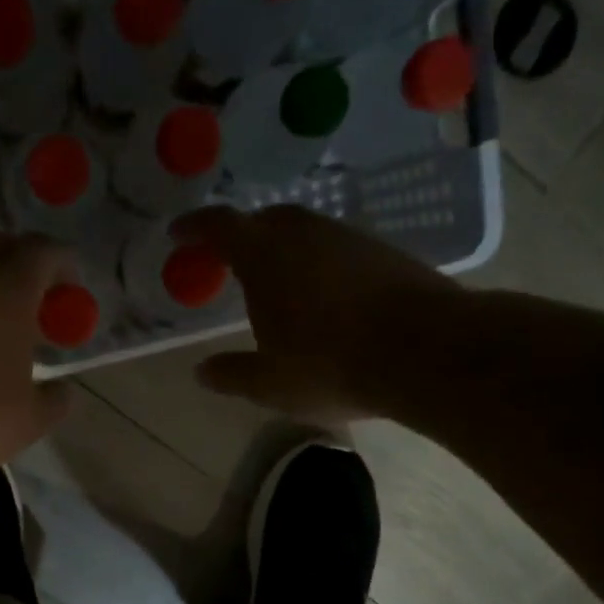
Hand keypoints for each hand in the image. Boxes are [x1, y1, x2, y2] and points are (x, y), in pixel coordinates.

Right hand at [174, 205, 466, 421]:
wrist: (425, 352)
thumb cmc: (331, 366)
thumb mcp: (269, 383)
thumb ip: (231, 374)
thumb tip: (202, 371)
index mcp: (265, 256)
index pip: (219, 227)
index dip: (194, 227)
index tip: (178, 233)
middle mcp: (305, 233)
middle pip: (264, 220)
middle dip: (242, 236)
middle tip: (230, 261)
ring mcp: (348, 237)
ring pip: (304, 231)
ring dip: (284, 249)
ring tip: (277, 282)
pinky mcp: (384, 251)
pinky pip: (336, 247)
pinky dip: (319, 262)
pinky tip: (324, 294)